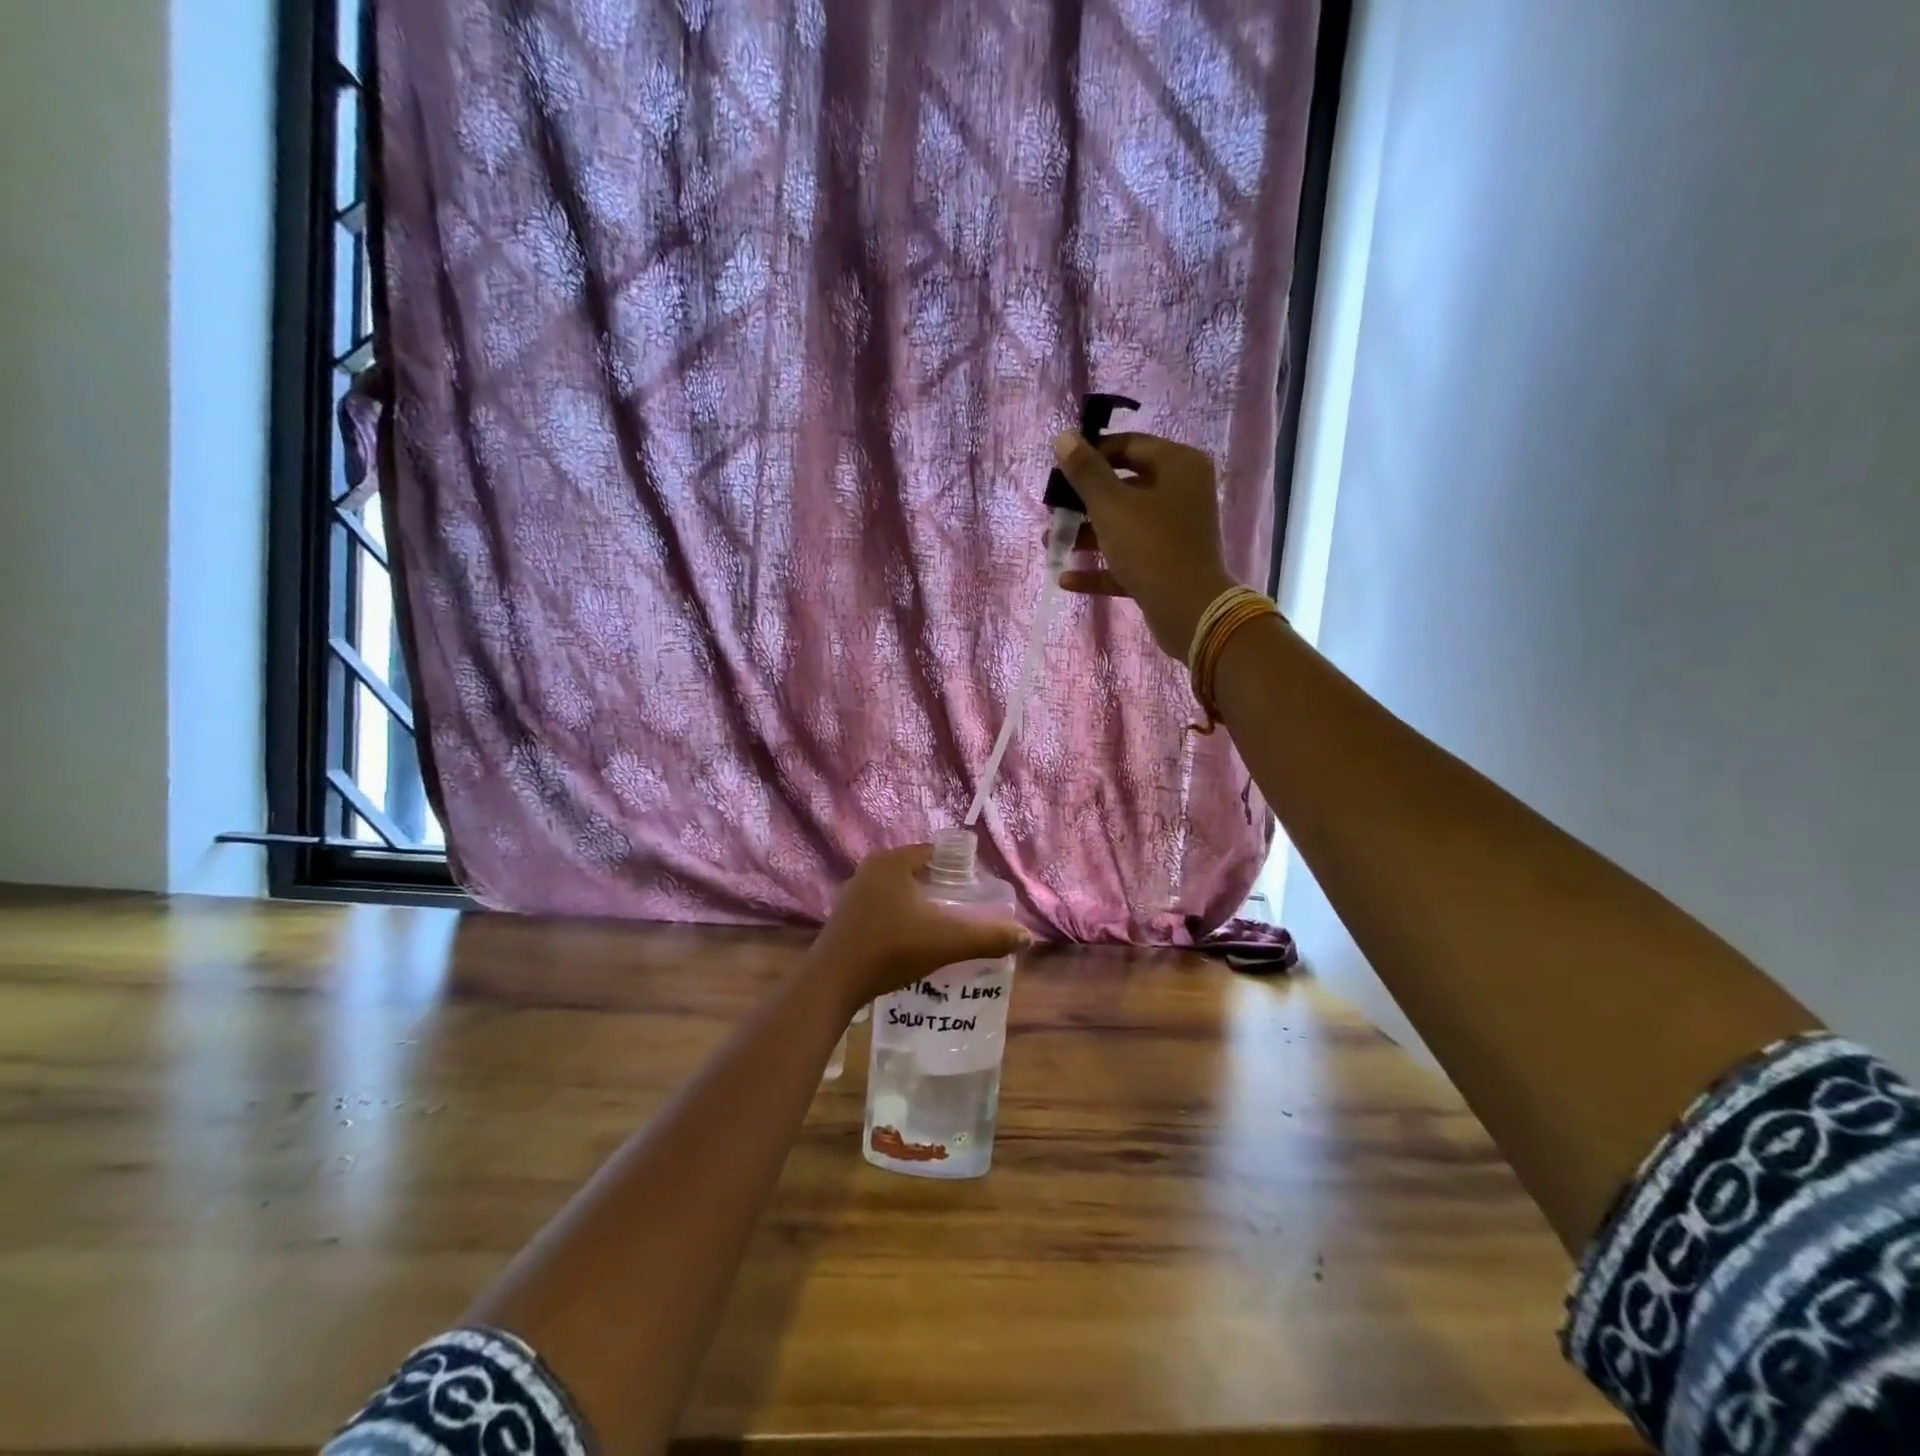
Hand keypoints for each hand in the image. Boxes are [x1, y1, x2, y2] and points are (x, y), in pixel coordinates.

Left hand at [806, 845, 1031, 1009]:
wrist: (833, 983)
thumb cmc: (890, 949)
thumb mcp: (946, 941)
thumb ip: (988, 937)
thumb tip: (1026, 936)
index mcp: (893, 862)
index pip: (936, 852)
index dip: (961, 869)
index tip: (979, 892)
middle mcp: (871, 869)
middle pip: (919, 872)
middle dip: (944, 889)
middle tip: (968, 911)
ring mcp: (855, 893)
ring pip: (900, 892)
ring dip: (922, 905)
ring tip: (946, 928)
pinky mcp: (846, 917)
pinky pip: (884, 908)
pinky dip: (902, 919)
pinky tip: (914, 942)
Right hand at [1050, 431, 1239, 659]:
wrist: (1189, 612)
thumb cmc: (1151, 547)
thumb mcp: (1111, 506)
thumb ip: (1085, 471)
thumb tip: (1064, 436)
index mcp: (1178, 466)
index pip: (1129, 446)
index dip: (1091, 454)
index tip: (1059, 470)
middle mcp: (1181, 494)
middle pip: (1124, 487)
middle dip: (1083, 501)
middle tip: (1051, 510)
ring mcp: (1175, 533)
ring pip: (1123, 525)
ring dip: (1086, 534)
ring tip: (1049, 544)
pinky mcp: (1166, 568)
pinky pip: (1127, 560)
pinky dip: (1100, 567)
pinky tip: (1066, 578)